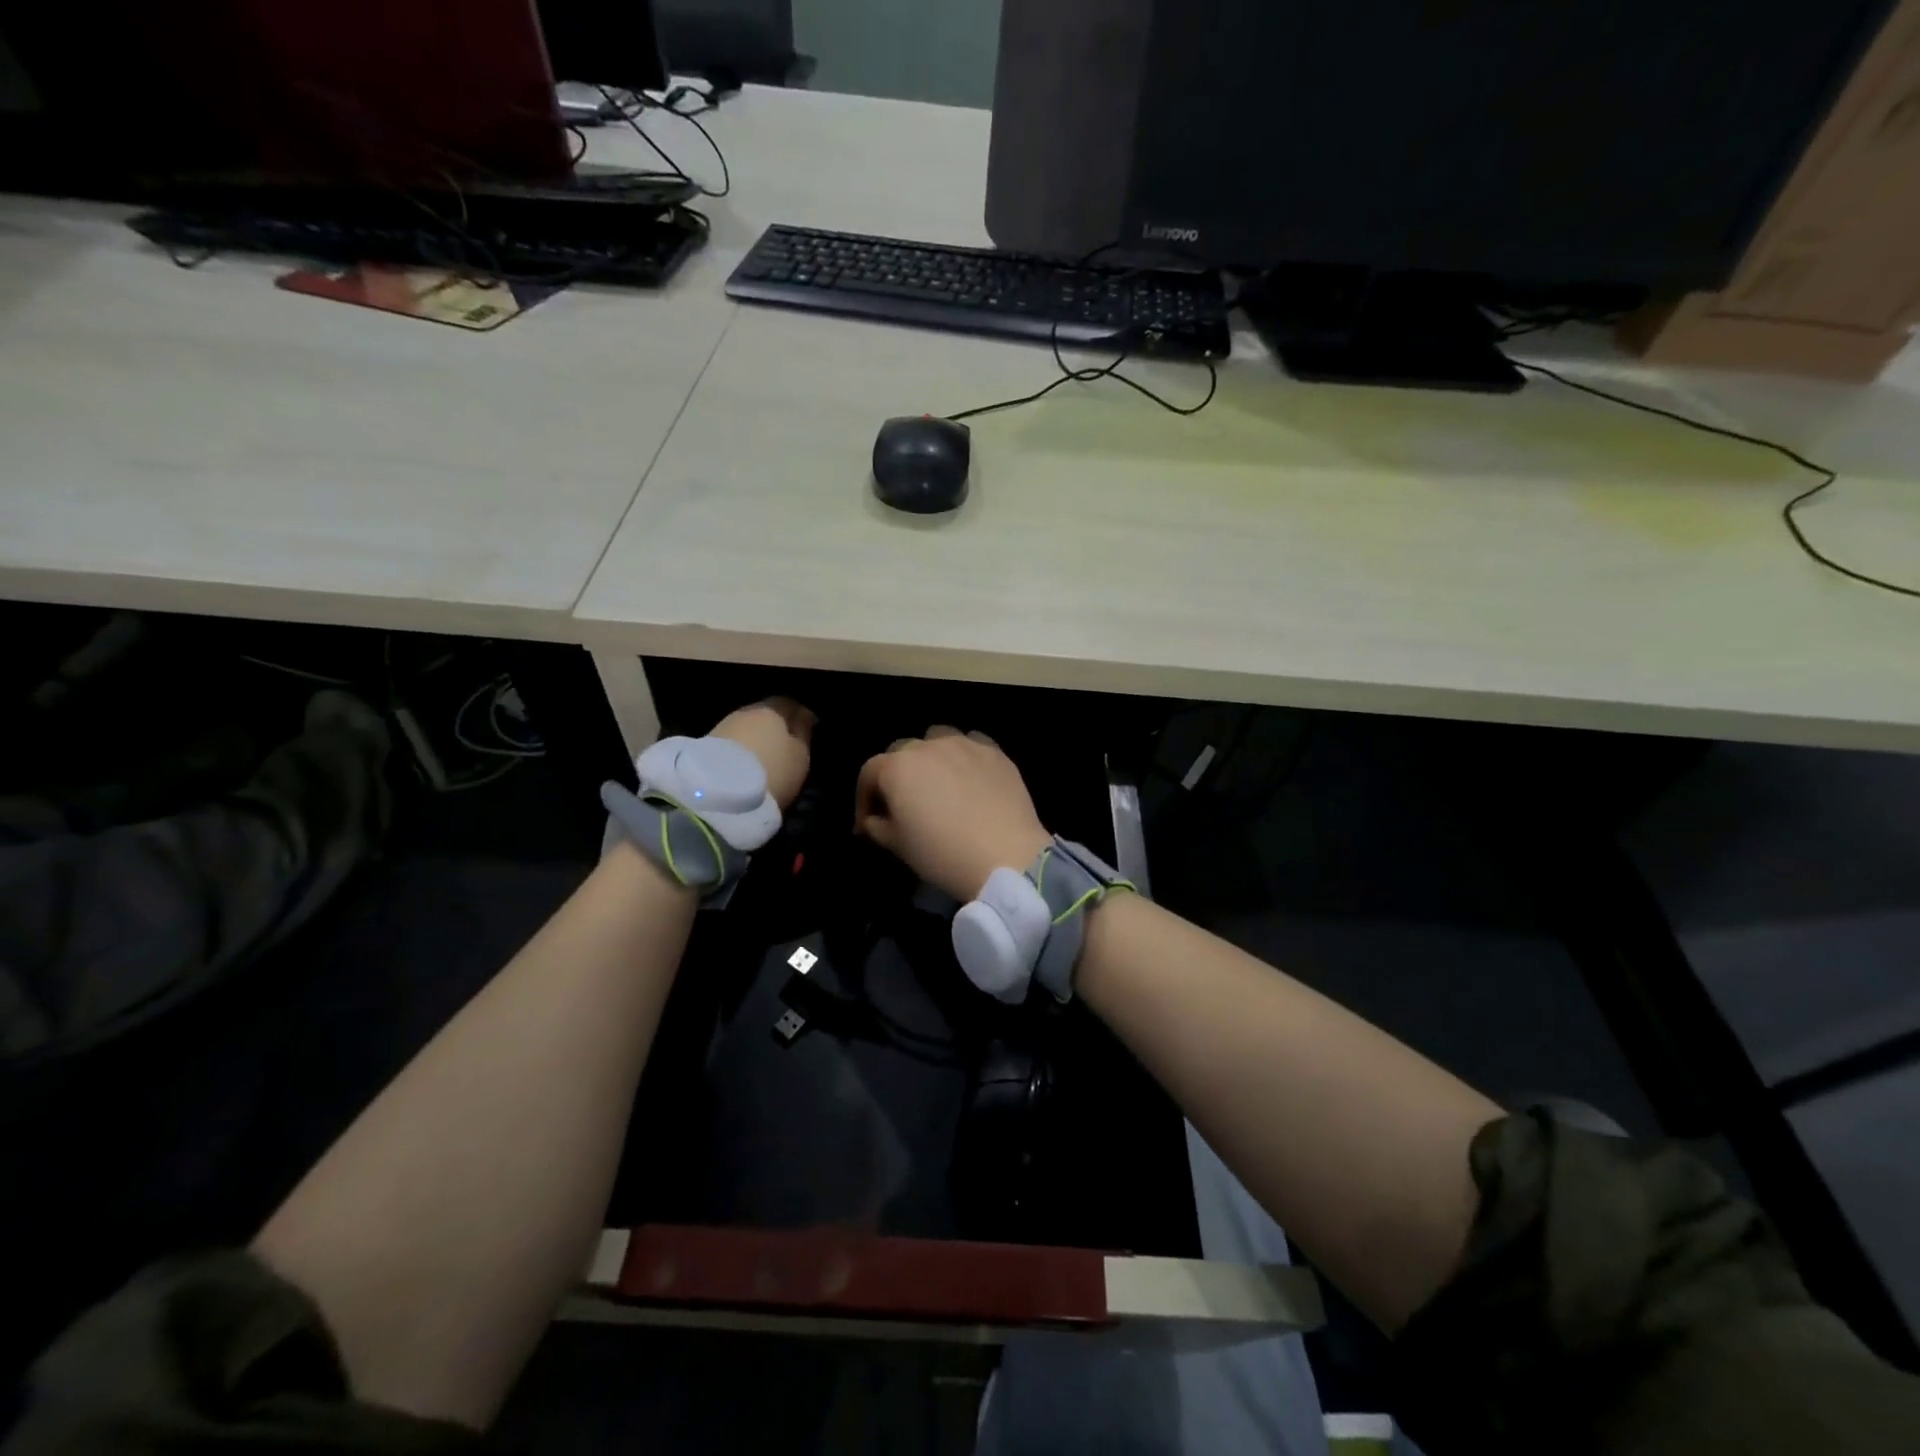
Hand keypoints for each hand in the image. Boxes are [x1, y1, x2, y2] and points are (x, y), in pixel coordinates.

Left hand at [711, 698, 814, 810]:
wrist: (719, 794)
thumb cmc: (772, 770)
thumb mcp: (800, 756)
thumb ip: (803, 733)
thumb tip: (804, 715)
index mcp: (772, 708)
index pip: (790, 703)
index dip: (800, 716)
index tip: (808, 730)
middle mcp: (746, 710)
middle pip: (766, 714)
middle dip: (776, 727)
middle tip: (787, 747)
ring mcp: (722, 726)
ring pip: (746, 728)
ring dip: (756, 740)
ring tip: (766, 760)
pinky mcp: (705, 746)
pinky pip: (733, 744)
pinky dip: (742, 751)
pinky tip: (747, 766)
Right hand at [854, 727, 1051, 899]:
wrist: (1004, 855)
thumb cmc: (942, 853)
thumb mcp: (898, 846)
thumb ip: (877, 826)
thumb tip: (873, 819)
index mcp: (897, 767)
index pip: (869, 773)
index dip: (864, 797)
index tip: (868, 822)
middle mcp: (928, 746)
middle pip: (901, 752)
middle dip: (896, 775)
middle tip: (903, 803)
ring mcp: (964, 744)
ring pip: (937, 739)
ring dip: (930, 758)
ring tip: (938, 783)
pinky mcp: (994, 751)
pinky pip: (971, 745)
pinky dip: (963, 758)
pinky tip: (969, 778)